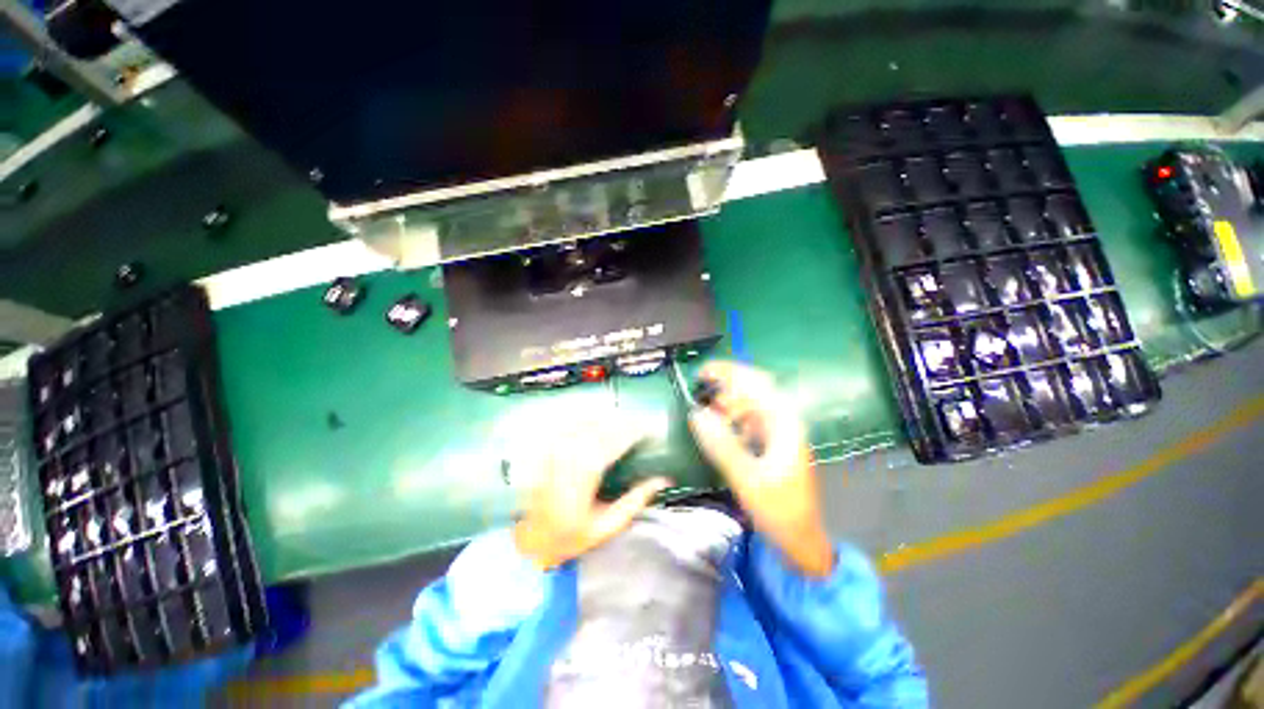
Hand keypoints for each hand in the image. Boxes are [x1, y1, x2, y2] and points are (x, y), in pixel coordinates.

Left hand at [513, 421, 670, 569]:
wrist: (531, 540)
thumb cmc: (571, 536)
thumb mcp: (608, 525)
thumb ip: (636, 500)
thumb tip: (662, 480)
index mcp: (587, 471)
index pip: (616, 440)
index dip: (634, 431)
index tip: (647, 429)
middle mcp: (570, 453)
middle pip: (602, 427)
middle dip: (622, 423)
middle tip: (637, 424)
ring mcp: (555, 448)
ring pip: (586, 422)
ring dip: (606, 419)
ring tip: (621, 421)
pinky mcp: (547, 448)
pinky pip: (570, 425)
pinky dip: (586, 420)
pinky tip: (596, 422)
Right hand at [687, 361, 834, 576]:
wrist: (801, 540)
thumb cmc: (779, 510)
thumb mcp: (746, 478)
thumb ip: (721, 444)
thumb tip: (696, 413)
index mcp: (784, 424)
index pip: (757, 383)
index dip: (729, 372)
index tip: (702, 372)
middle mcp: (784, 421)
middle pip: (754, 389)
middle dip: (727, 384)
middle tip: (701, 388)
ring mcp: (778, 433)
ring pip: (750, 404)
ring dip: (728, 402)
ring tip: (708, 412)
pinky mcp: (771, 444)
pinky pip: (749, 421)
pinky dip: (732, 418)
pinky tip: (720, 427)